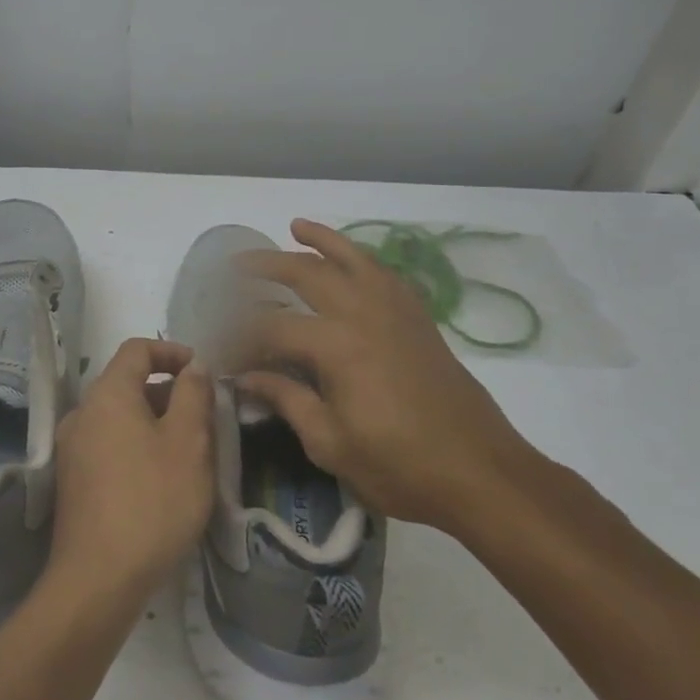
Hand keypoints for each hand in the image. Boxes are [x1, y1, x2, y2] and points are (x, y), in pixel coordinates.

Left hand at [46, 338, 214, 606]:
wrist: (98, 579)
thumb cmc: (152, 501)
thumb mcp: (189, 442)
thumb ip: (193, 395)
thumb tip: (193, 366)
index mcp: (107, 394)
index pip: (137, 349)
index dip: (172, 352)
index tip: (203, 373)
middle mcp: (82, 413)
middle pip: (128, 384)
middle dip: (168, 393)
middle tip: (205, 419)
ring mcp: (73, 449)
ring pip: (120, 418)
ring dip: (155, 423)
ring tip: (189, 453)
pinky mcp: (73, 482)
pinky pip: (109, 446)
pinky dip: (137, 447)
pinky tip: (162, 481)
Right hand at [230, 219, 539, 533]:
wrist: (481, 473)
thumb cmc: (400, 467)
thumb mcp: (330, 443)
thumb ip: (286, 400)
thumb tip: (246, 377)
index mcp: (336, 345)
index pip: (272, 326)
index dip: (240, 336)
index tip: (219, 347)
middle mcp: (363, 313)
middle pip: (306, 274)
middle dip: (266, 266)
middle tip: (235, 267)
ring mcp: (396, 311)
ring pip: (352, 259)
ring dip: (320, 240)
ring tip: (295, 226)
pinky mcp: (419, 319)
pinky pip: (385, 273)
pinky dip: (362, 258)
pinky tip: (350, 260)